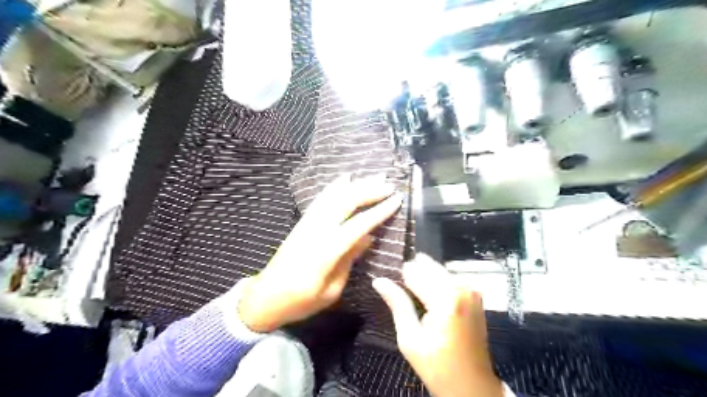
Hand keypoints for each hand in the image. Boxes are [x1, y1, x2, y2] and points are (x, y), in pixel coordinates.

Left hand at [239, 173, 400, 331]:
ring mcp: (307, 224)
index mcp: (326, 251)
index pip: (358, 225)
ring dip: (355, 185)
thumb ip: (349, 260)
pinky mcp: (302, 223)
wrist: (265, 297)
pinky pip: (321, 200)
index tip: (396, 199)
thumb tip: (368, 238)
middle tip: (389, 184)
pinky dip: (334, 187)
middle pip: (345, 203)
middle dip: (369, 191)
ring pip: (334, 196)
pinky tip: (344, 179)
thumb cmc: (301, 301)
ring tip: (374, 176)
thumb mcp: (331, 290)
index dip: (379, 211)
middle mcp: (316, 231)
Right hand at [372, 254, 504, 396]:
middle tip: (403, 290)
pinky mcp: (475, 296)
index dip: (400, 276)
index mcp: (445, 299)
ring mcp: (471, 290)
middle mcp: (461, 288)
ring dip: (425, 276)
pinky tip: (430, 297)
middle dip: (414, 273)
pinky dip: (438, 281)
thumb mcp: (410, 339)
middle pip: (429, 266)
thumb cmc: (437, 366)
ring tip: (415, 296)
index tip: (390, 282)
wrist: (472, 385)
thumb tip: (378, 281)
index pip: (415, 272)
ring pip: (440, 269)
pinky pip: (451, 277)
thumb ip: (397, 304)